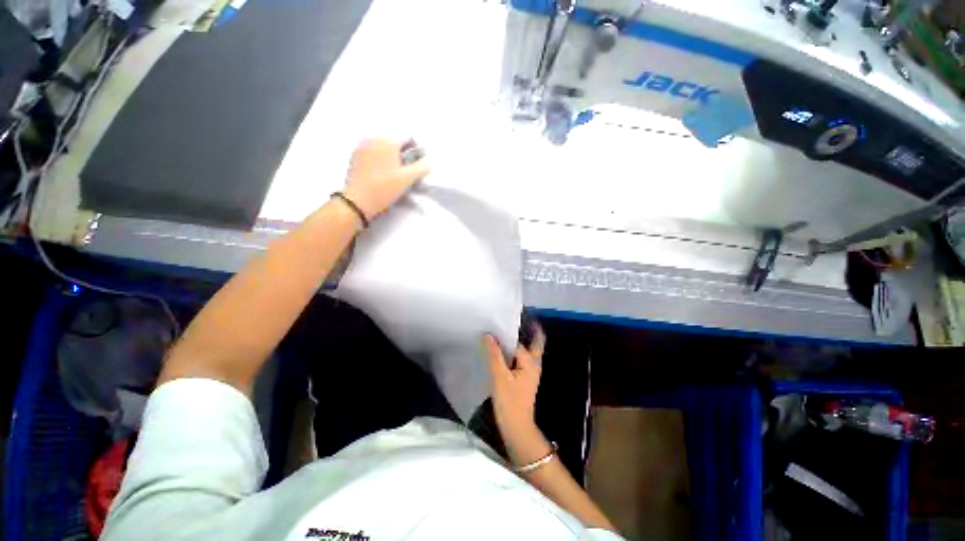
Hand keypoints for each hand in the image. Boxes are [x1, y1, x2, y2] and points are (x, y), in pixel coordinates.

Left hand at [341, 139, 430, 220]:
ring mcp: (362, 146)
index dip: (416, 151)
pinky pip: (373, 152)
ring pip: (383, 147)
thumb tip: (428, 161)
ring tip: (393, 174)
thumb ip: (422, 167)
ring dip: (391, 157)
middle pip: (395, 142)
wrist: (358, 200)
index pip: (408, 138)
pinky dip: (380, 159)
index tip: (417, 166)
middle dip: (403, 154)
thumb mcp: (407, 179)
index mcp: (388, 141)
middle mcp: (374, 138)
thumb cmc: (384, 188)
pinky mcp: (356, 156)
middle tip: (406, 172)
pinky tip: (381, 174)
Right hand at [483, 328, 551, 465]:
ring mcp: (529, 370)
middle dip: (526, 329)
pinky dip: (511, 351)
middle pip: (533, 341)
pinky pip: (518, 358)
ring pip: (525, 349)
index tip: (502, 317)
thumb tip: (488, 335)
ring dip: (517, 340)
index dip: (509, 330)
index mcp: (531, 361)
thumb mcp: (499, 377)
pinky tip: (499, 350)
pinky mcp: (522, 376)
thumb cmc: (510, 402)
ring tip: (500, 330)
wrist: (517, 428)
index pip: (519, 340)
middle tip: (509, 319)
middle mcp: (533, 363)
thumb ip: (494, 355)